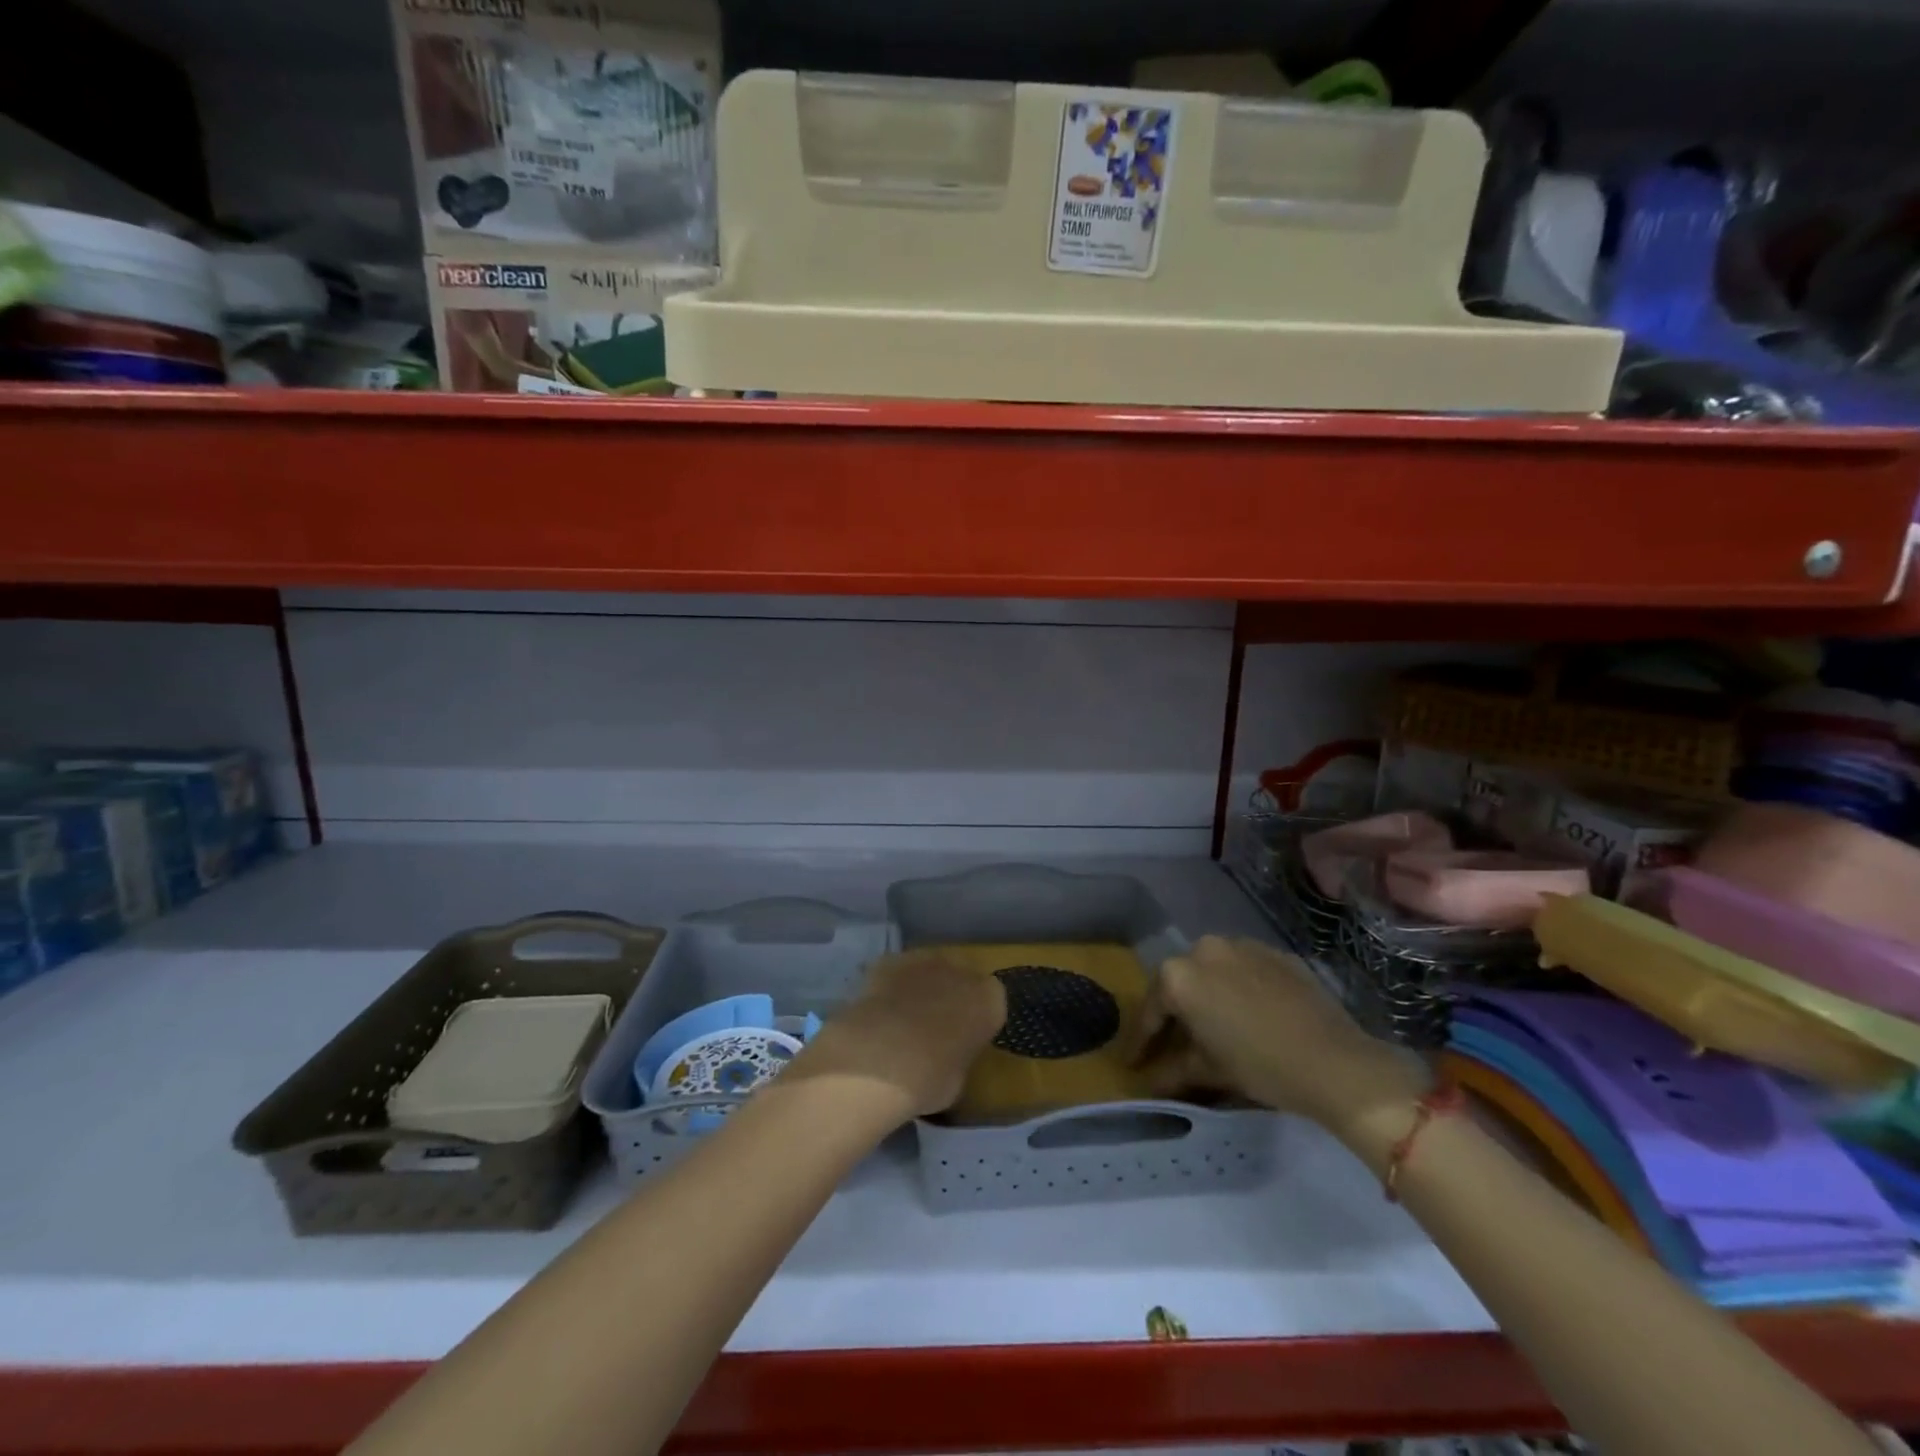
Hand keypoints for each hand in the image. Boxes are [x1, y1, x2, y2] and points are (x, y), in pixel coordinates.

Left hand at [785, 951, 1005, 1124]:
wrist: (879, 1058)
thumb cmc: (929, 1079)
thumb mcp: (957, 1080)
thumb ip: (958, 1056)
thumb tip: (946, 1054)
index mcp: (990, 1001)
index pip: (991, 1003)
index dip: (976, 1019)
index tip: (964, 1037)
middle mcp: (962, 971)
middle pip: (961, 978)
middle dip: (950, 995)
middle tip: (934, 1026)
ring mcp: (924, 959)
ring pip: (929, 969)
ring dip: (921, 986)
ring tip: (902, 1017)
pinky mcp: (890, 960)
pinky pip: (897, 971)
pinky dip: (891, 985)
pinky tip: (878, 1010)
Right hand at [1128, 935, 1424, 1132]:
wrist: (1336, 1062)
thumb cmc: (1261, 1066)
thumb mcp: (1210, 1071)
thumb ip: (1173, 1071)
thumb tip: (1150, 1083)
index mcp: (1179, 975)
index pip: (1151, 1010)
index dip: (1142, 1041)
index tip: (1134, 1062)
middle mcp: (1204, 949)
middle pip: (1179, 984)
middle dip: (1174, 1014)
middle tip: (1173, 1044)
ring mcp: (1242, 945)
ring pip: (1211, 971)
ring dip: (1206, 996)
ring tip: (1211, 1027)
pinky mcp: (1275, 953)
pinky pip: (1243, 969)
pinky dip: (1237, 988)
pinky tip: (1246, 1015)